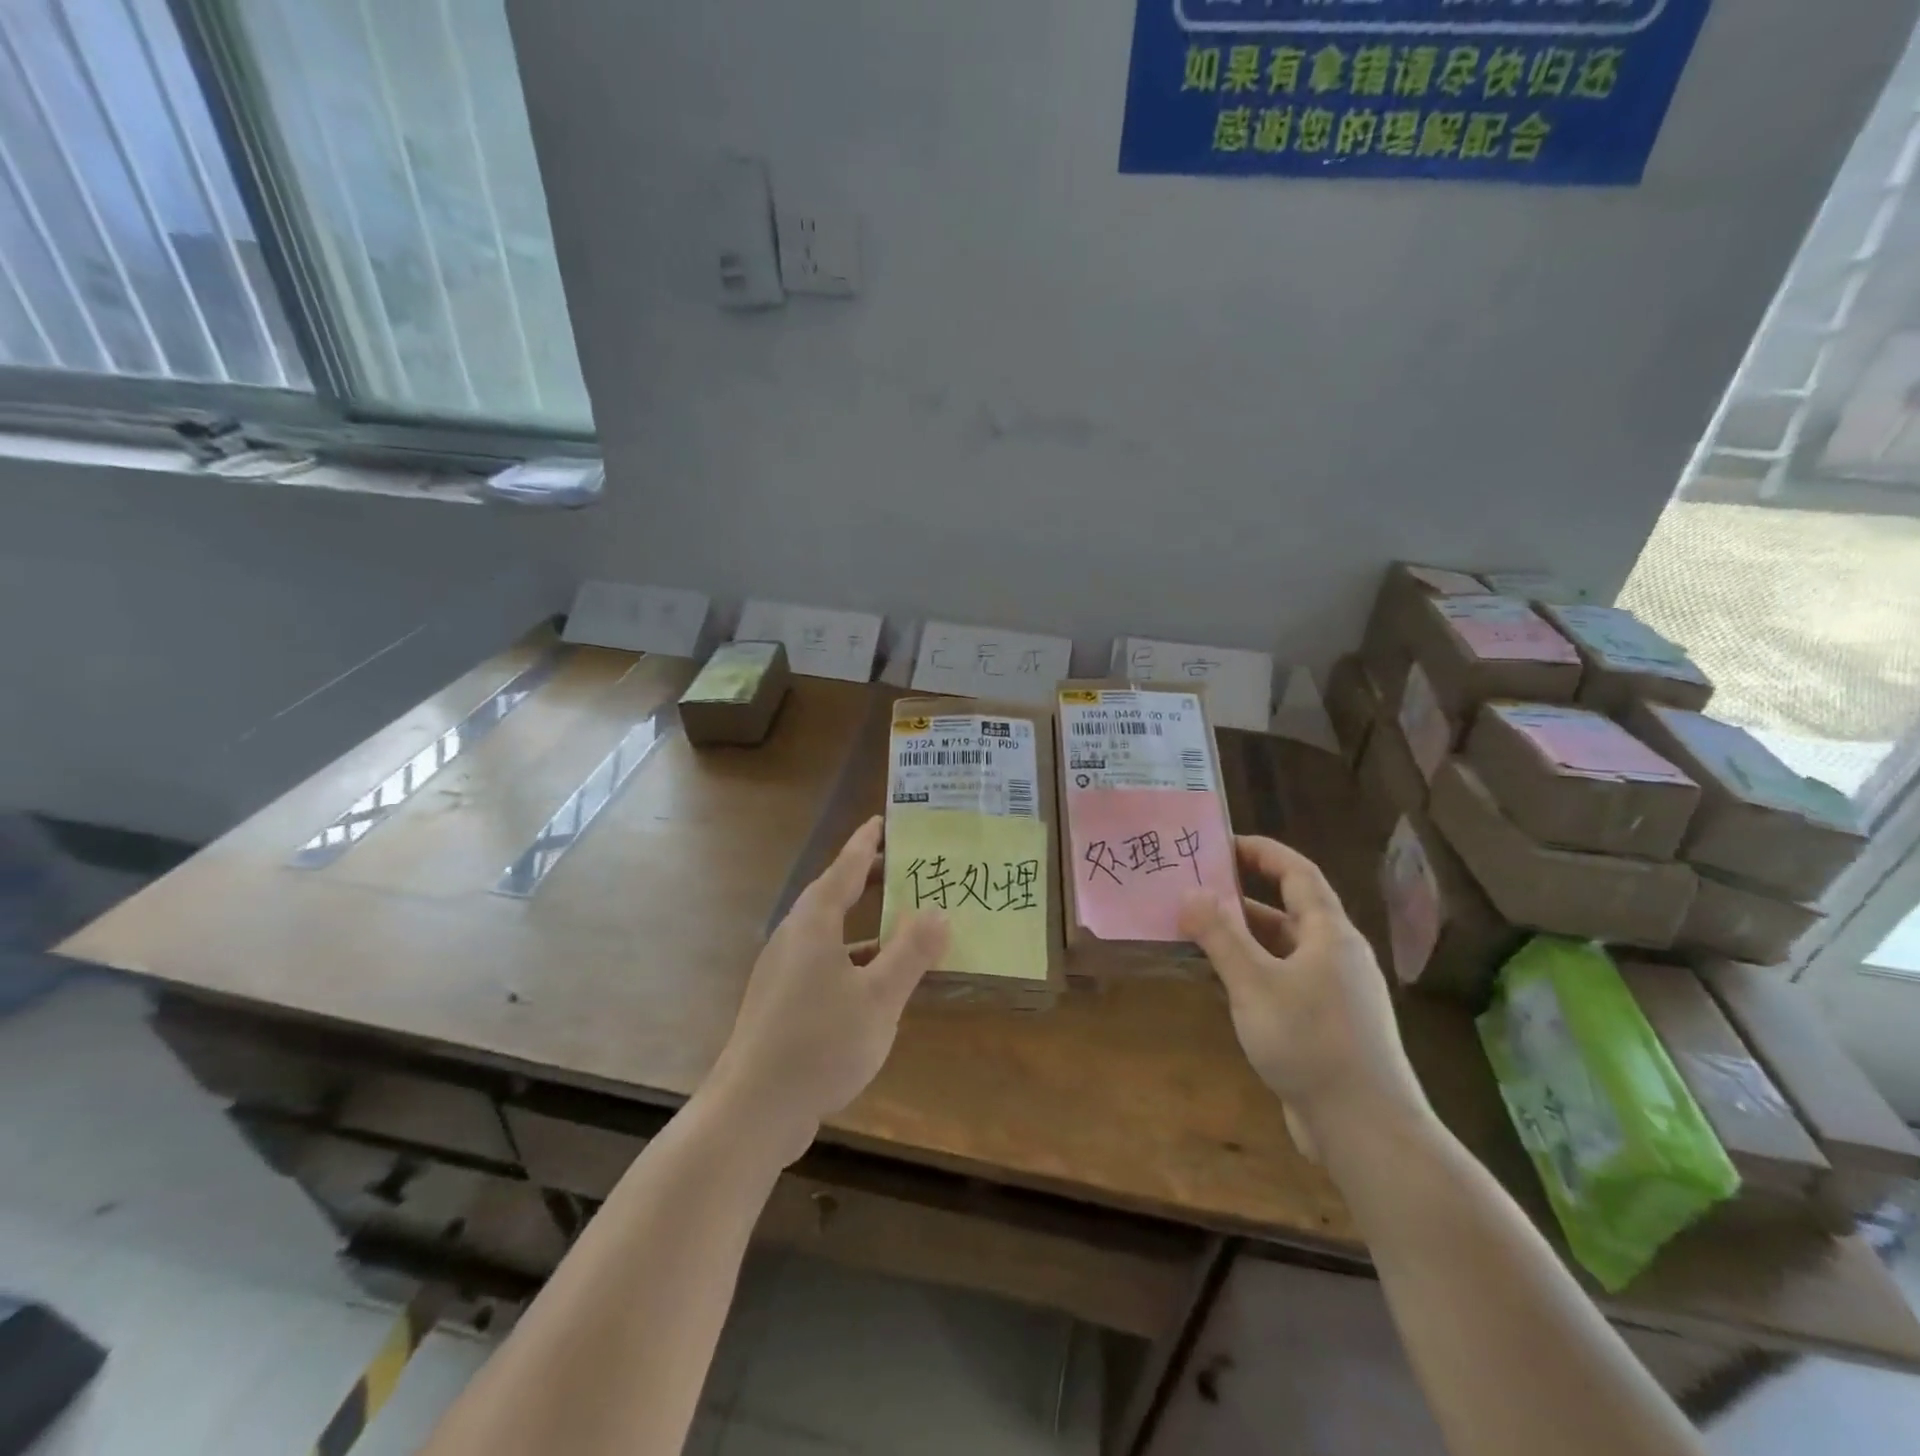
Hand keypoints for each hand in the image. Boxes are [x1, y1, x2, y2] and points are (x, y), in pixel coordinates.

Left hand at [707, 816, 949, 1166]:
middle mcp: (793, 939)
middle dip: (866, 879)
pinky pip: (824, 961)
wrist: (752, 1110)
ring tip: (899, 920)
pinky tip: (875, 980)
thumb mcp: (879, 998)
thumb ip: (911, 952)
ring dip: (863, 922)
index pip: (843, 869)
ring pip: (829, 932)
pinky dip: (853, 955)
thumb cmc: (819, 1043)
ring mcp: (783, 972)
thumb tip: (939, 911)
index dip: (865, 844)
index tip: (882, 821)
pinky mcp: (781, 1003)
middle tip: (902, 867)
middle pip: (833, 896)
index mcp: (813, 925)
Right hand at [1180, 836, 1428, 1158]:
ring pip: (1282, 949)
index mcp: (1330, 934)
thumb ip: (1221, 935)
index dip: (1262, 852)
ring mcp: (1333, 993)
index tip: (1221, 843)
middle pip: (1288, 910)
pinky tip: (1220, 983)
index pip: (1297, 873)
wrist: (1365, 1129)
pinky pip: (1282, 981)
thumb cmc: (1311, 1043)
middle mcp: (1336, 956)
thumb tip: (1190, 892)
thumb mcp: (1255, 983)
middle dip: (1241, 896)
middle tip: (1194, 888)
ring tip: (1195, 931)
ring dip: (1242, 937)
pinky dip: (1251, 971)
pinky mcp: (1325, 1025)